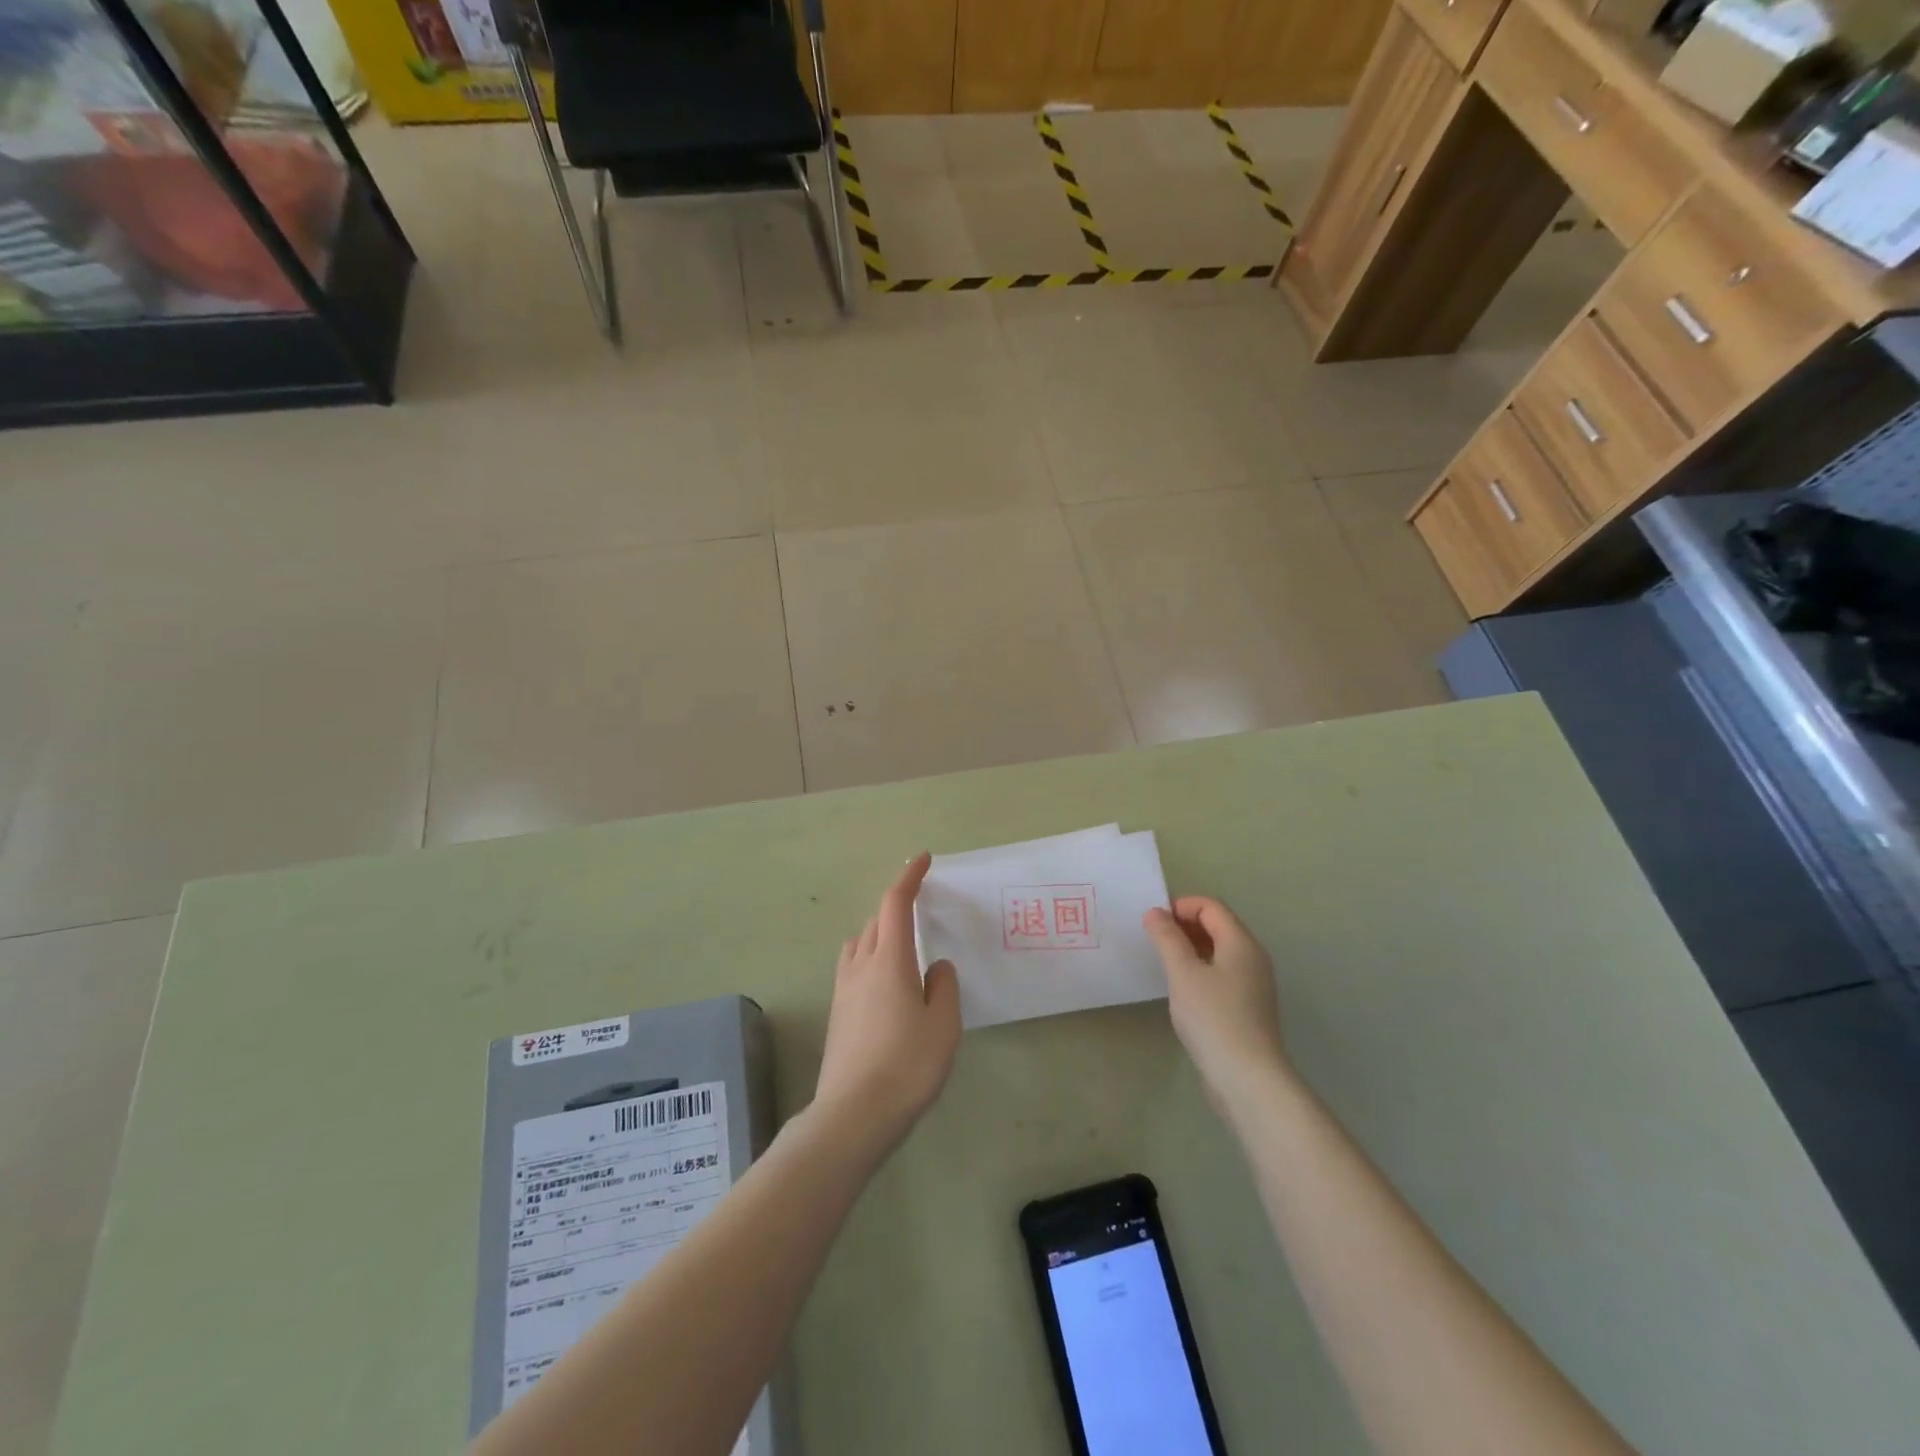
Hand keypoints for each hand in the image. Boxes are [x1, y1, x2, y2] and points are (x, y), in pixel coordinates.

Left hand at [814, 853, 960, 1157]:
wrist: (853, 1114)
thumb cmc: (907, 1065)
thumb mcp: (943, 1025)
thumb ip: (943, 987)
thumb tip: (935, 967)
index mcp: (890, 960)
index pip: (895, 903)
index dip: (908, 876)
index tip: (922, 858)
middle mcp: (861, 965)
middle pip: (876, 920)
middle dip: (897, 906)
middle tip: (921, 909)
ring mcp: (844, 989)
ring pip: (861, 943)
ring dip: (880, 932)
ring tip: (904, 945)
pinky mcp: (838, 1012)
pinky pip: (854, 966)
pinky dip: (871, 956)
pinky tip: (887, 982)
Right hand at [1144, 896, 1289, 1110]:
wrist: (1248, 1079)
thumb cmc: (1213, 1018)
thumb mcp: (1182, 973)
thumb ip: (1167, 938)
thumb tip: (1155, 912)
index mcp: (1241, 943)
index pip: (1211, 906)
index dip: (1181, 906)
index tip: (1153, 923)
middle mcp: (1253, 958)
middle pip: (1218, 926)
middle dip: (1184, 925)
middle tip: (1154, 941)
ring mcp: (1254, 984)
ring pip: (1219, 951)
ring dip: (1190, 948)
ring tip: (1164, 963)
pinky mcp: (1248, 1008)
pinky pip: (1222, 973)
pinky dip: (1200, 969)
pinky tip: (1182, 989)